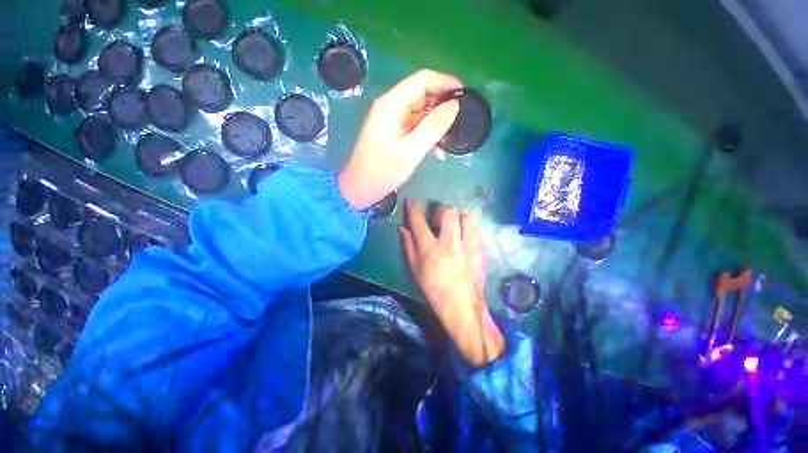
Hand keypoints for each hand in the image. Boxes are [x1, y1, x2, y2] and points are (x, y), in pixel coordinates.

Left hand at [339, 70, 461, 210]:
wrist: (362, 189)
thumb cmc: (382, 172)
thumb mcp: (410, 151)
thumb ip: (432, 127)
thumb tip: (455, 105)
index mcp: (391, 105)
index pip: (422, 80)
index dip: (445, 83)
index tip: (465, 95)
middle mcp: (392, 107)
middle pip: (422, 94)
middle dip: (443, 103)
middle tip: (463, 118)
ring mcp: (394, 121)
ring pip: (422, 111)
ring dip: (438, 121)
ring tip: (454, 134)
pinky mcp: (396, 134)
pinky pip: (417, 127)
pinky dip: (429, 134)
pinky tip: (440, 148)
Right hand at [400, 200, 503, 365]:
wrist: (463, 306)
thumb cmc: (434, 289)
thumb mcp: (416, 269)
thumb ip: (409, 246)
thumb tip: (403, 228)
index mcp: (431, 250)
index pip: (419, 222)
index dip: (413, 209)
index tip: (411, 202)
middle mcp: (451, 243)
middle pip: (449, 212)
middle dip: (441, 211)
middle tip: (439, 220)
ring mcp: (470, 245)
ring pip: (468, 216)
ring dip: (459, 218)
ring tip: (456, 227)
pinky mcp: (482, 250)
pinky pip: (478, 229)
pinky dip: (470, 229)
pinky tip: (466, 238)